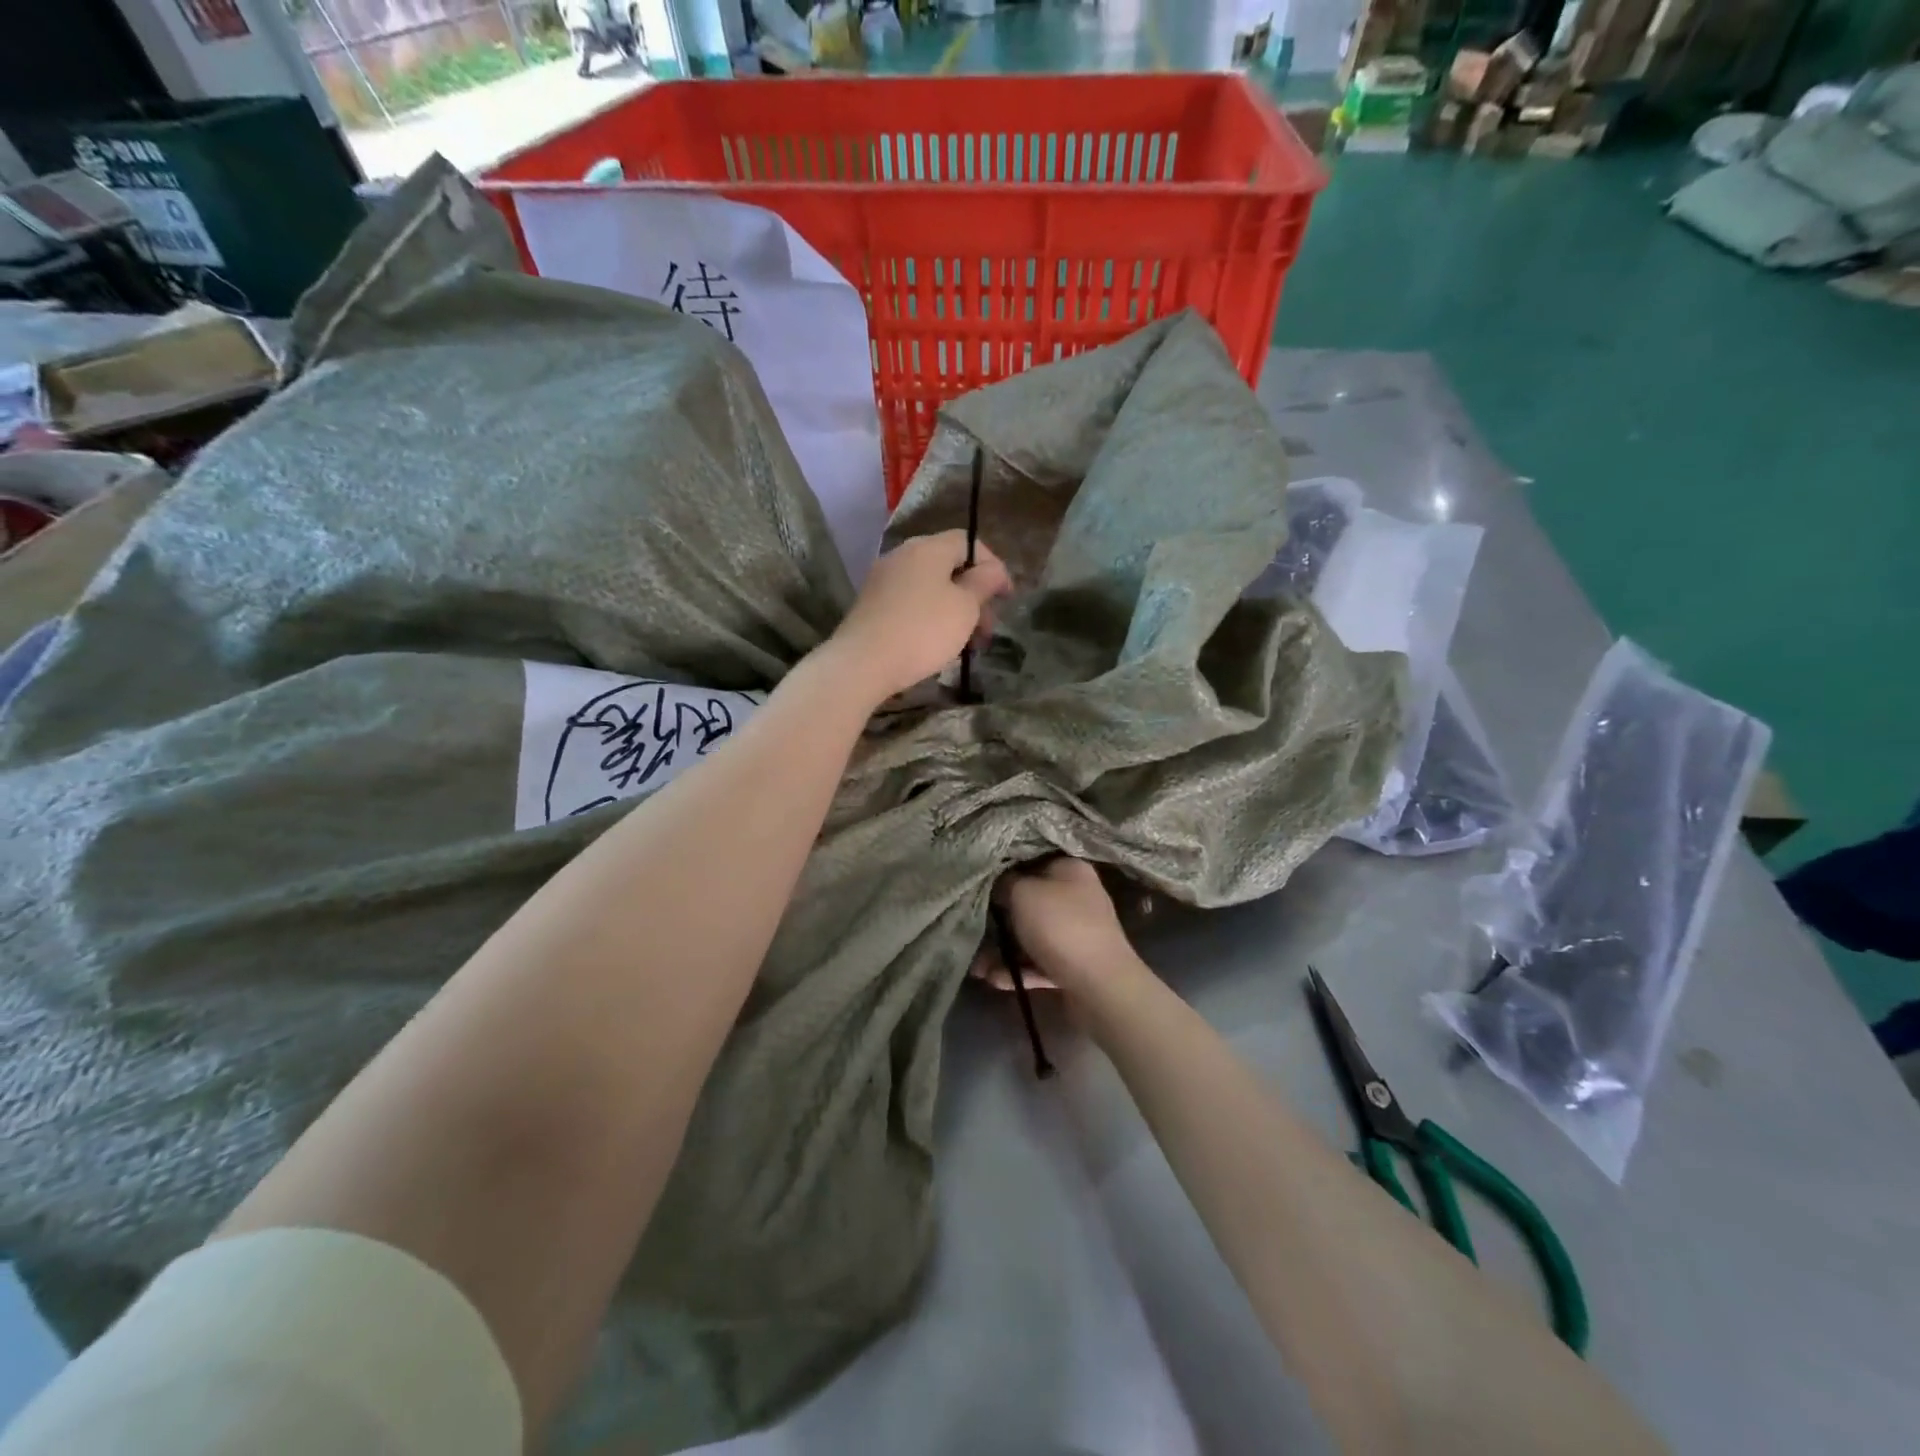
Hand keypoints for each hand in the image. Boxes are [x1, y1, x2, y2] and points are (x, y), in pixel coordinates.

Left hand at [829, 530, 1010, 703]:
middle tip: (988, 629)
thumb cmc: (923, 631)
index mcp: (928, 548)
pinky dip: (930, 618)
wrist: (862, 663)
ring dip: (954, 611)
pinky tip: (937, 645)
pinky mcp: (871, 606)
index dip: (992, 566)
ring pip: (930, 588)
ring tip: (967, 644)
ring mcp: (883, 580)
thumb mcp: (965, 607)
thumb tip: (992, 569)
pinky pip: (911, 604)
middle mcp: (902, 555)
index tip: (1007, 597)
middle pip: (948, 567)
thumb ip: (983, 583)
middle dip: (974, 596)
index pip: (968, 542)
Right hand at [977, 858, 1142, 998]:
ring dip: (1003, 950)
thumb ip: (1005, 883)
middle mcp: (1077, 897)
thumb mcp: (1024, 893)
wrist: (1101, 986)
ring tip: (977, 967)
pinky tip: (993, 979)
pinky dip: (1017, 970)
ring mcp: (1077, 933)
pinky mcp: (1074, 965)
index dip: (1004, 870)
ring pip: (1031, 935)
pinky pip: (1038, 962)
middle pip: (1029, 901)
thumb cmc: (1061, 926)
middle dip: (998, 918)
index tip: (979, 883)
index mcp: (1070, 870)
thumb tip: (998, 883)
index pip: (1032, 860)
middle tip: (971, 929)